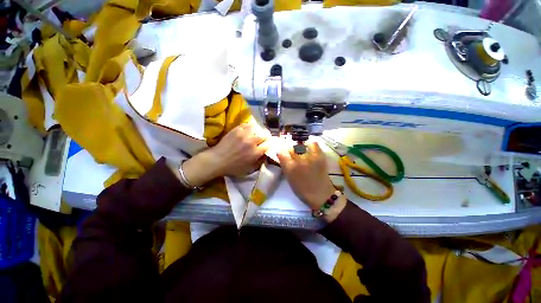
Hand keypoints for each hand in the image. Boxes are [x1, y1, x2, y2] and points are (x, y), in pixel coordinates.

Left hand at [182, 123, 269, 185]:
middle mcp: (252, 141)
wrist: (217, 160)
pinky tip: (249, 130)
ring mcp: (244, 134)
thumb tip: (266, 154)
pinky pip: (248, 124)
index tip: (268, 145)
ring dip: (259, 131)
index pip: (269, 144)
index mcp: (255, 152)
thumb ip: (260, 161)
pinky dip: (251, 127)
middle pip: (265, 135)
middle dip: (266, 138)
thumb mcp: (249, 169)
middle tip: (263, 140)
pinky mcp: (237, 129)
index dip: (270, 144)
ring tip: (257, 134)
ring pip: (258, 128)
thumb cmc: (233, 167)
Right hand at [277, 142, 345, 221]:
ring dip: (298, 148)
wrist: (320, 194)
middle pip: (291, 148)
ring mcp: (310, 157)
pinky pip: (314, 144)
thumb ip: (284, 166)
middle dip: (289, 151)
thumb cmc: (302, 189)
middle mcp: (299, 160)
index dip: (281, 153)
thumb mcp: (289, 178)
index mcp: (290, 167)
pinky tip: (308, 147)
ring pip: (300, 145)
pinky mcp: (319, 156)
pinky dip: (310, 144)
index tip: (282, 155)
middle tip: (292, 155)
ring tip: (300, 152)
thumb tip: (281, 155)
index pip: (281, 153)